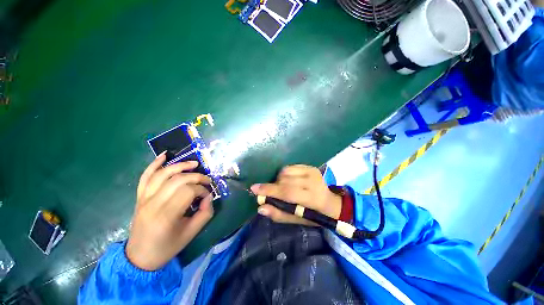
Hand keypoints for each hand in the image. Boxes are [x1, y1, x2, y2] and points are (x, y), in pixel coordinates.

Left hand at [126, 153, 213, 270]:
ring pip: (163, 174)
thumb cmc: (167, 247)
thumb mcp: (192, 233)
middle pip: (178, 179)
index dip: (202, 190)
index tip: (207, 196)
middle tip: (206, 181)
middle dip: (196, 177)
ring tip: (194, 163)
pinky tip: (164, 155)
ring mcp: (144, 198)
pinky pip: (145, 176)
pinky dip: (154, 164)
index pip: (188, 191)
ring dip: (180, 165)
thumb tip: (209, 196)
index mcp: (166, 215)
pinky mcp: (139, 197)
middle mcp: (153, 203)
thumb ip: (205, 213)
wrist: (140, 257)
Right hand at [251, 165, 341, 224]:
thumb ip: (279, 214)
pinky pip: (289, 167)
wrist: (331, 202)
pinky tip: (288, 181)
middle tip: (270, 194)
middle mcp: (313, 181)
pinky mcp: (310, 166)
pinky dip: (284, 174)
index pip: (287, 192)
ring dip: (278, 180)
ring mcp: (312, 171)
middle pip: (284, 180)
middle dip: (273, 186)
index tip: (254, 189)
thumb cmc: (315, 215)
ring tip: (282, 188)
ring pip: (285, 172)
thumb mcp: (298, 220)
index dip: (269, 190)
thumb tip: (261, 208)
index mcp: (312, 198)